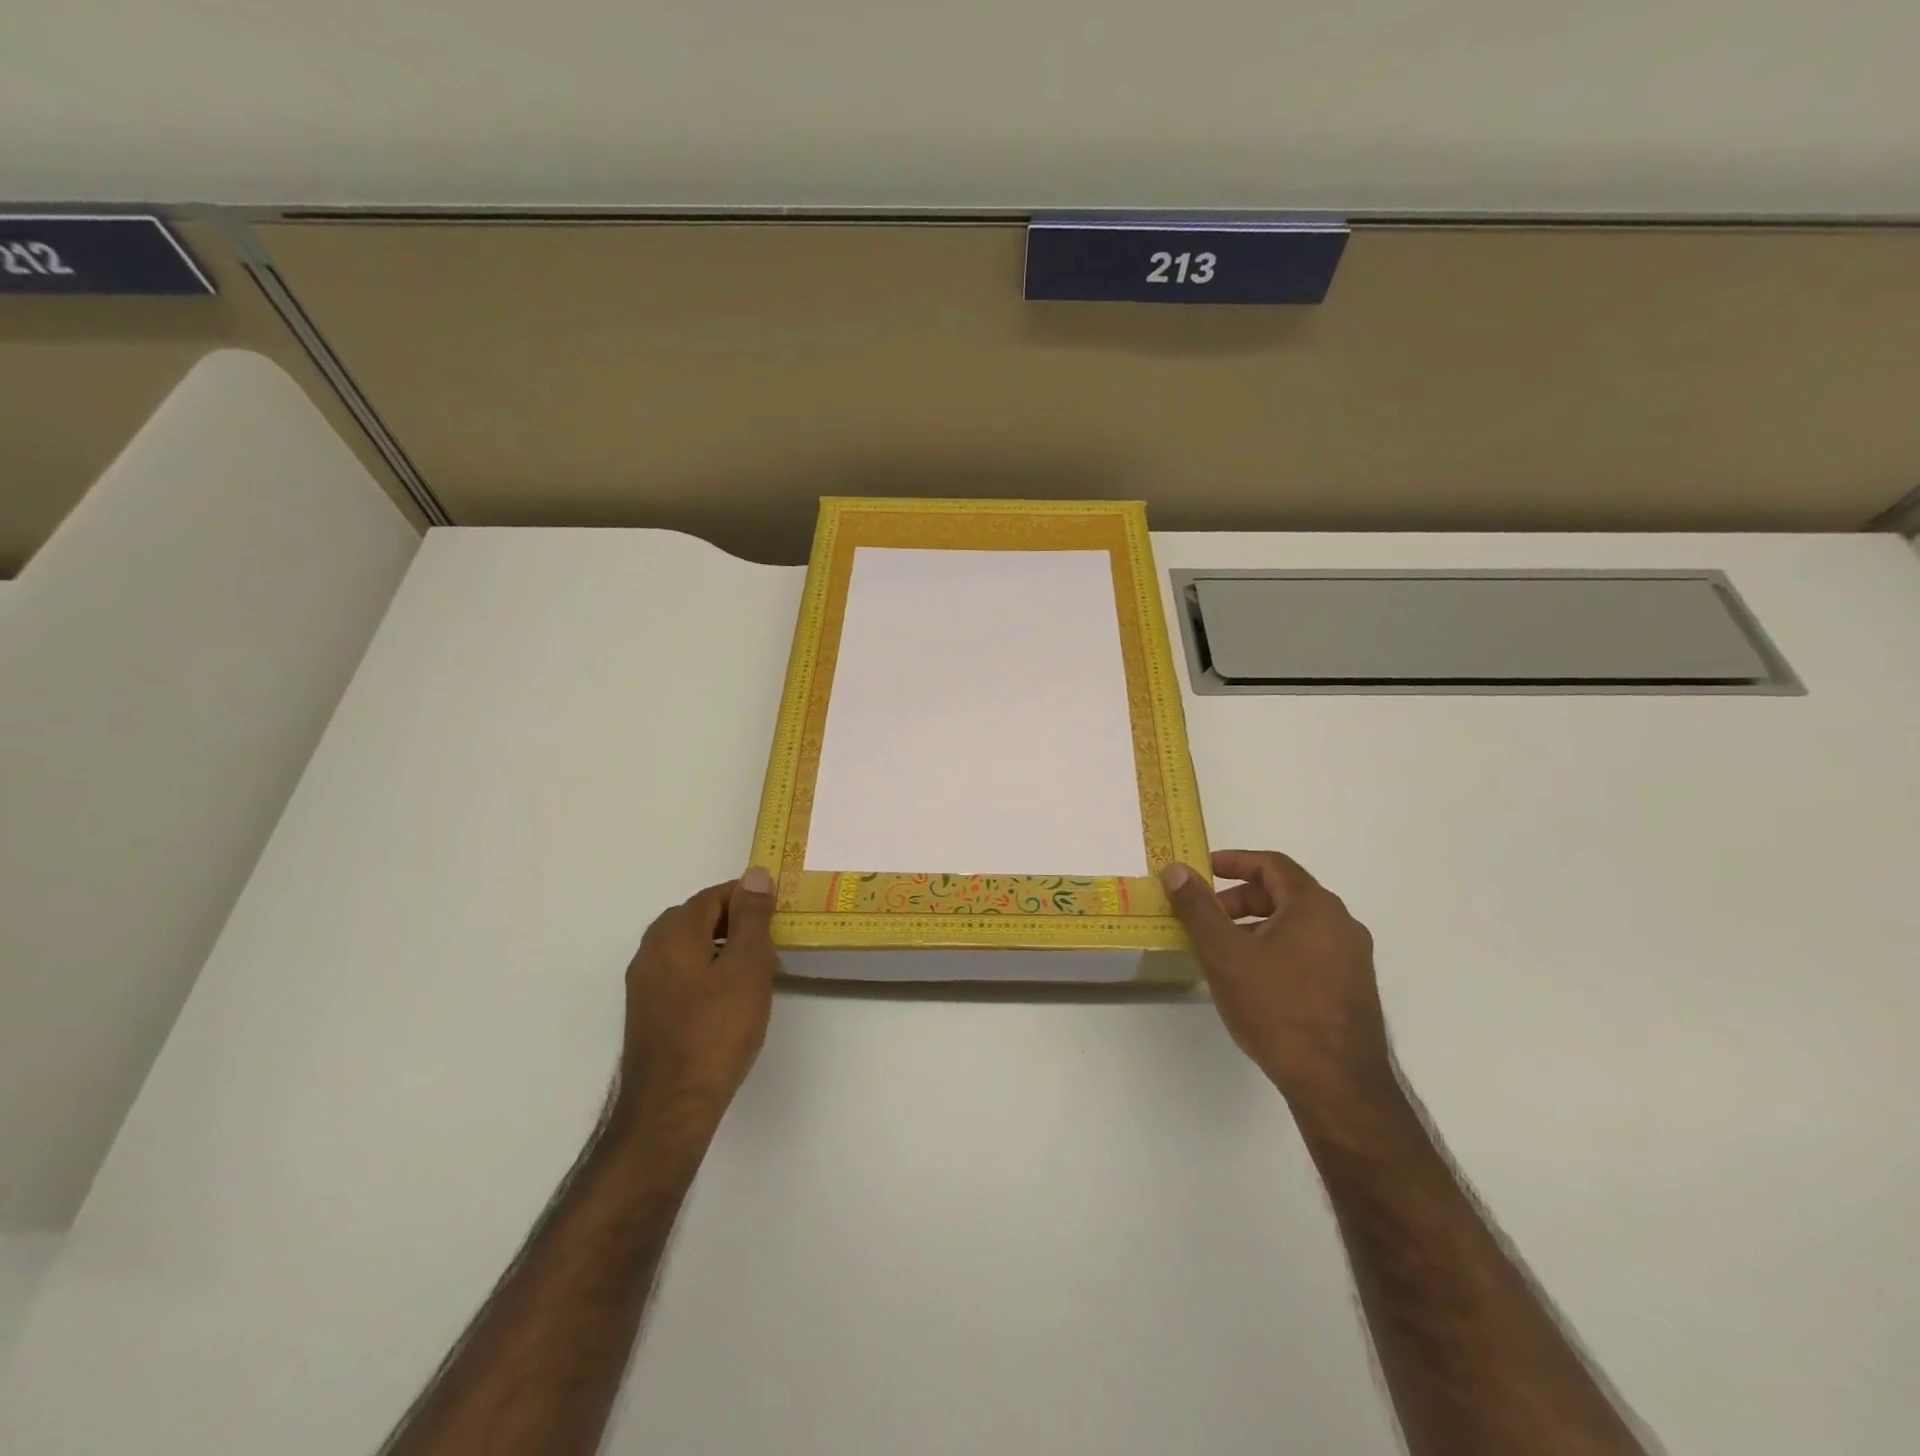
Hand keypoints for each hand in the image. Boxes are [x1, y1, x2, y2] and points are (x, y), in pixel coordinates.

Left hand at [617, 868, 778, 1126]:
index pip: (714, 895)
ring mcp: (644, 984)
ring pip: (688, 947)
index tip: (779, 913)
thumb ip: (752, 918)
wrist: (671, 1107)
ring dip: (722, 947)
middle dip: (735, 921)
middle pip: (697, 918)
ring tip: (756, 970)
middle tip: (771, 940)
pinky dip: (707, 971)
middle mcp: (651, 951)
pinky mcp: (647, 1012)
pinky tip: (729, 998)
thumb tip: (755, 874)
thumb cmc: (717, 1030)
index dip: (749, 898)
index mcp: (673, 933)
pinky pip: (680, 973)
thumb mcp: (747, 967)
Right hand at [1161, 851, 1393, 1115]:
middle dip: (1240, 899)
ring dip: (1256, 926)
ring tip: (1224, 951)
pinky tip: (1254, 980)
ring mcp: (1352, 958)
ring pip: (1296, 925)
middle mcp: (1341, 924)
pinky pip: (1309, 950)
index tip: (1203, 870)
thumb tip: (1176, 869)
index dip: (1234, 861)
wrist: (1337, 1085)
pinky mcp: (1353, 989)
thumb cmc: (1276, 1008)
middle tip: (1206, 917)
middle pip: (1285, 893)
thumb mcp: (1225, 953)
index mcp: (1315, 906)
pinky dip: (1277, 948)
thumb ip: (1198, 907)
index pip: (1272, 864)